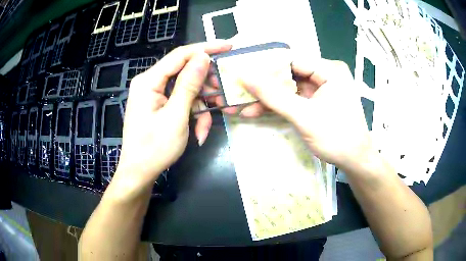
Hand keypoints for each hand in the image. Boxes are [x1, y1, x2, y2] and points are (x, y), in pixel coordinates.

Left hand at [113, 42, 231, 193]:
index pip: (180, 55)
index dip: (206, 48)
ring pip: (187, 90)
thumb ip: (189, 84)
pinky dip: (193, 115)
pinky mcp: (160, 105)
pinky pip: (181, 102)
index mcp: (149, 81)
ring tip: (207, 127)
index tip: (228, 46)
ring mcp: (155, 95)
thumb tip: (203, 57)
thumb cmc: (154, 148)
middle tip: (224, 98)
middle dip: (206, 86)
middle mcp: (151, 83)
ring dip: (201, 107)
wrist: (140, 173)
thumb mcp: (175, 116)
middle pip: (185, 72)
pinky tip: (198, 133)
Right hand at [237, 58, 375, 170]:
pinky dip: (277, 106)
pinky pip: (293, 99)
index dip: (265, 65)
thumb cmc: (337, 138)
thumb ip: (273, 95)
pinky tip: (256, 111)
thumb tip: (244, 76)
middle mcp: (326, 74)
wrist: (354, 162)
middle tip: (238, 90)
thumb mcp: (304, 116)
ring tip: (240, 105)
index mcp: (329, 70)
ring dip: (266, 98)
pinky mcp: (316, 102)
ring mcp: (321, 89)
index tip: (241, 71)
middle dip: (263, 86)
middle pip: (288, 73)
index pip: (291, 59)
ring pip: (288, 88)